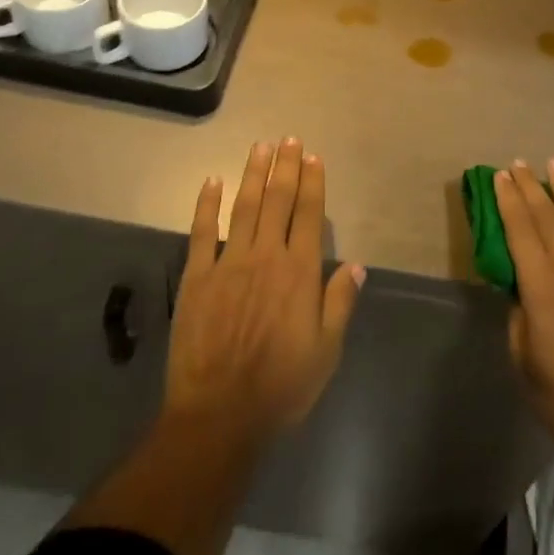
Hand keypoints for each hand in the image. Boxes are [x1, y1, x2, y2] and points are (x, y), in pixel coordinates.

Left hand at [164, 139, 364, 444]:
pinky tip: (212, 181)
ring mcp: (230, 262)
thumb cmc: (280, 387)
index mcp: (300, 272)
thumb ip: (339, 303)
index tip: (312, 157)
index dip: (312, 183)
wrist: (219, 415)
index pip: (310, 215)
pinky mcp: (198, 276)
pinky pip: (202, 232)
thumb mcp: (325, 352)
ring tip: (259, 147)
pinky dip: (207, 205)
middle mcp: (267, 256)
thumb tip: (355, 264)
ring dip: (252, 174)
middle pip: (278, 200)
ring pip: (244, 207)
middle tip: (288, 139)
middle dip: (285, 167)